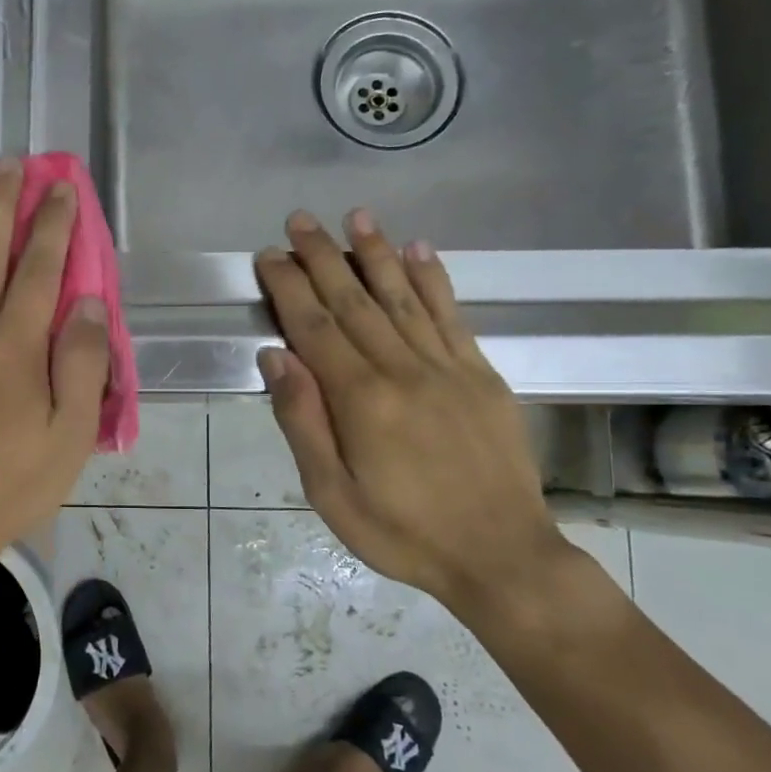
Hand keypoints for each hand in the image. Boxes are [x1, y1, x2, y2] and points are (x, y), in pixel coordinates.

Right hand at [255, 209, 569, 614]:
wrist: (501, 556)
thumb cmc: (402, 533)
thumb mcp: (331, 494)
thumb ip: (303, 421)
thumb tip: (277, 356)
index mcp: (362, 400)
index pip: (315, 327)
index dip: (289, 287)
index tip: (269, 255)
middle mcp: (404, 369)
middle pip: (355, 301)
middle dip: (323, 256)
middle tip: (300, 219)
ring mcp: (448, 367)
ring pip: (403, 296)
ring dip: (376, 252)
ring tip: (356, 215)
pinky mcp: (481, 375)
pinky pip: (452, 316)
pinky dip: (434, 279)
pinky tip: (420, 250)